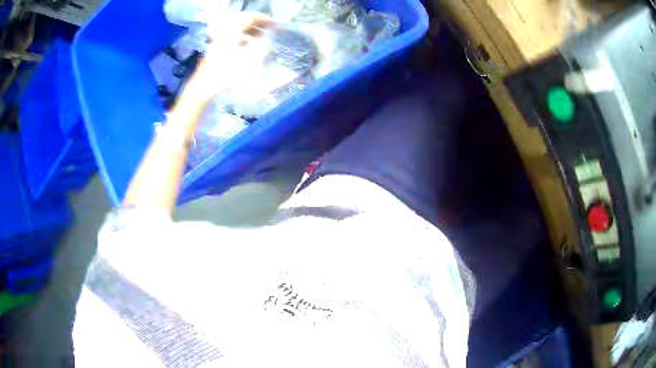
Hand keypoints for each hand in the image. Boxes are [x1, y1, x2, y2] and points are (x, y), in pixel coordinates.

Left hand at [180, 12, 274, 105]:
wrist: (202, 90)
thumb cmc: (225, 75)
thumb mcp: (247, 61)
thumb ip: (259, 47)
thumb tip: (266, 39)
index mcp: (231, 32)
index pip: (249, 18)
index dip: (263, 19)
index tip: (275, 24)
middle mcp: (223, 33)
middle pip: (242, 23)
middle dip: (257, 24)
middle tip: (270, 29)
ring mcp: (217, 42)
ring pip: (236, 32)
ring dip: (250, 32)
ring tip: (262, 38)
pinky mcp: (215, 51)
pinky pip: (231, 40)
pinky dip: (242, 40)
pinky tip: (249, 48)